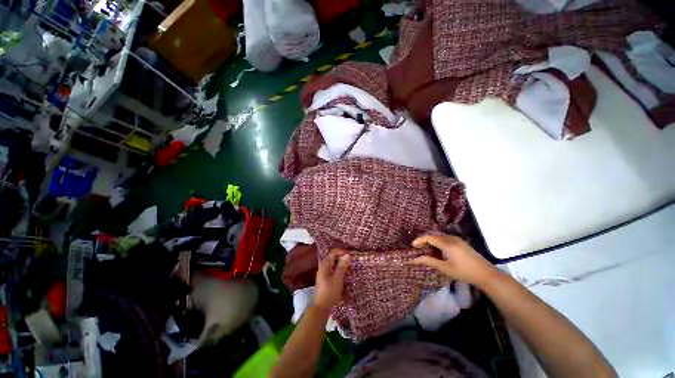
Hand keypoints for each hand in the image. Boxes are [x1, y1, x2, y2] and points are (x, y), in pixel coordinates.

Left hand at [314, 249, 350, 311]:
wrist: (322, 307)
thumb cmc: (330, 292)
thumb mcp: (338, 279)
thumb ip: (342, 266)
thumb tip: (347, 255)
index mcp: (325, 265)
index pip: (333, 252)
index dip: (341, 251)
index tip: (350, 255)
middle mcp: (323, 267)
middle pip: (333, 257)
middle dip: (342, 257)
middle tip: (351, 260)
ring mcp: (323, 273)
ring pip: (333, 263)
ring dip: (341, 263)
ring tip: (349, 265)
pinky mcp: (325, 279)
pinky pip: (333, 269)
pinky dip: (338, 269)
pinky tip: (344, 273)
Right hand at [411, 233, 498, 286]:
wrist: (486, 274)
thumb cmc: (464, 272)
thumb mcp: (445, 268)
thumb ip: (429, 261)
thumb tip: (414, 259)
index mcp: (447, 243)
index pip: (429, 237)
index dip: (419, 240)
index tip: (413, 246)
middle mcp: (451, 238)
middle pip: (433, 235)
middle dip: (424, 241)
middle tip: (418, 248)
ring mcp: (457, 239)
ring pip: (439, 237)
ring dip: (431, 241)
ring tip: (426, 250)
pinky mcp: (461, 242)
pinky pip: (445, 238)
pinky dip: (438, 242)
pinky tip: (438, 251)